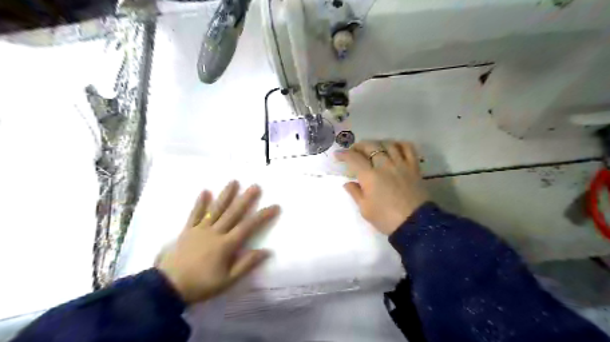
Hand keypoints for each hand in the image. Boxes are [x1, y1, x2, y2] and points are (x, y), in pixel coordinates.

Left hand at [157, 182, 280, 303]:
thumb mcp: (227, 281)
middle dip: (246, 199)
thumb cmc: (201, 285)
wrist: (167, 288)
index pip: (248, 226)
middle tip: (255, 186)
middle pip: (233, 212)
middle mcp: (215, 232)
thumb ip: (246, 264)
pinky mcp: (187, 230)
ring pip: (216, 209)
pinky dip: (200, 203)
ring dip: (225, 195)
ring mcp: (200, 229)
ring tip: (234, 181)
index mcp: (226, 244)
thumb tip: (266, 251)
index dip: (262, 215)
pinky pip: (195, 214)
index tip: (274, 206)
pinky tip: (205, 191)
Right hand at [333, 139, 427, 235]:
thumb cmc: (386, 219)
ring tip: (373, 148)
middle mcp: (385, 165)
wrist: (415, 224)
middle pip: (370, 146)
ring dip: (377, 143)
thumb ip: (355, 193)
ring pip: (388, 144)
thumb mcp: (365, 209)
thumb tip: (348, 183)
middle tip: (354, 151)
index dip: (344, 154)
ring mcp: (401, 164)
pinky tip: (394, 147)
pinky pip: (408, 148)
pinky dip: (400, 144)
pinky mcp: (414, 167)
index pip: (354, 158)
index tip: (338, 155)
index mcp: (370, 176)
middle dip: (359, 146)